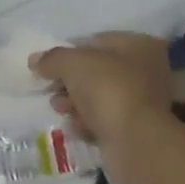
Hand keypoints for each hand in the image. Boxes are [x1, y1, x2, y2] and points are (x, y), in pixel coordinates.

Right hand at [29, 33, 172, 173]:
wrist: (135, 142)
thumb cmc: (109, 90)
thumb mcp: (75, 64)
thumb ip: (53, 59)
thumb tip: (36, 61)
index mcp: (141, 46)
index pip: (98, 41)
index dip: (70, 52)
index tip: (48, 66)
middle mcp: (149, 71)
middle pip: (99, 71)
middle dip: (71, 82)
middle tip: (52, 90)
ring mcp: (145, 103)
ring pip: (101, 98)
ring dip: (76, 103)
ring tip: (61, 109)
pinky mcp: (137, 130)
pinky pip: (106, 121)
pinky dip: (89, 123)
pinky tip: (76, 127)